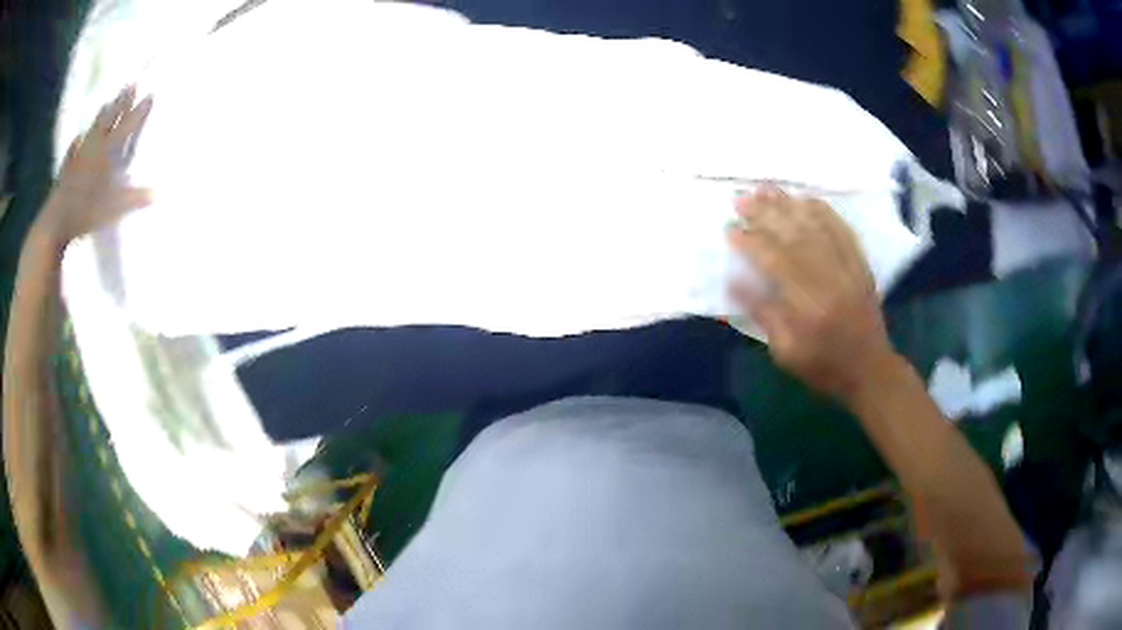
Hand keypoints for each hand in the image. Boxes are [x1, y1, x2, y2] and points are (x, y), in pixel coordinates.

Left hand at [36, 85, 153, 247]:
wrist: (55, 224)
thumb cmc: (84, 215)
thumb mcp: (112, 210)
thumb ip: (133, 200)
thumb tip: (157, 194)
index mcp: (106, 154)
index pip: (127, 128)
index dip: (139, 112)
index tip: (150, 94)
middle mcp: (93, 149)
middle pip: (110, 120)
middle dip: (121, 103)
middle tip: (131, 84)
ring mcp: (78, 157)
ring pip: (92, 130)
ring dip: (100, 116)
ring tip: (106, 103)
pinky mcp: (66, 171)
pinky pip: (72, 152)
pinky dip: (75, 145)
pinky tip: (76, 139)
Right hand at [725, 185, 897, 400]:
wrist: (871, 370)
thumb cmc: (823, 367)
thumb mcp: (786, 353)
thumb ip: (763, 315)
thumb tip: (734, 281)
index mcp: (808, 307)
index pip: (775, 262)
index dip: (750, 242)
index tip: (729, 228)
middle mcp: (829, 280)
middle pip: (794, 236)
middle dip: (765, 214)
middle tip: (741, 197)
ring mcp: (849, 268)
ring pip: (816, 227)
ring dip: (789, 204)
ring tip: (765, 188)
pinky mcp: (861, 264)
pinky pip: (842, 230)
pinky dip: (823, 211)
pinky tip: (805, 198)